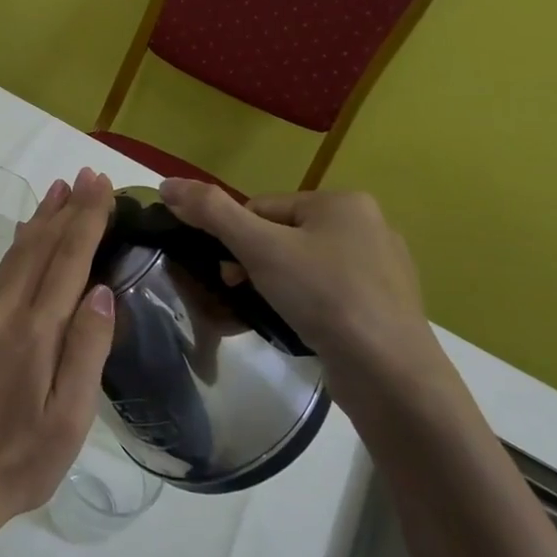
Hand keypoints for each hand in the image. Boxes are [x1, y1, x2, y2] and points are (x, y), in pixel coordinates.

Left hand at [0, 168, 117, 542]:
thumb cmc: (20, 461)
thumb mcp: (68, 420)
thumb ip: (86, 351)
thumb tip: (101, 290)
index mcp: (33, 333)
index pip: (67, 261)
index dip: (86, 221)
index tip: (101, 186)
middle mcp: (3, 313)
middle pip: (39, 247)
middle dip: (66, 209)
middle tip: (87, 176)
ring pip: (16, 254)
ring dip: (41, 220)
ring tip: (60, 191)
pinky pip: (2, 272)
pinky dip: (22, 244)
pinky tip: (27, 236)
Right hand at [158, 178, 450, 409]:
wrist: (390, 373)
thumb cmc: (324, 296)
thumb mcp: (259, 248)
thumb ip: (212, 212)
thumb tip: (167, 183)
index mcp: (342, 201)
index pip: (263, 207)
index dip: (237, 238)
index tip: (230, 272)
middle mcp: (368, 226)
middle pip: (284, 236)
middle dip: (255, 264)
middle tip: (243, 294)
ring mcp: (382, 269)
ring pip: (304, 267)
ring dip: (277, 286)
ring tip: (269, 314)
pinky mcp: (385, 306)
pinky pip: (329, 295)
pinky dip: (307, 307)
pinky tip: (301, 328)